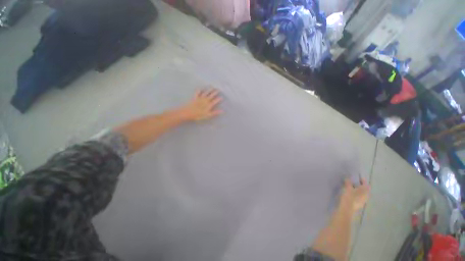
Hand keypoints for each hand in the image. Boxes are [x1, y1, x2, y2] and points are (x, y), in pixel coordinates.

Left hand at [181, 89, 222, 120]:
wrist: (188, 113)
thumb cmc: (198, 115)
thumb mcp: (208, 115)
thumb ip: (215, 112)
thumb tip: (222, 111)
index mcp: (209, 105)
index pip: (215, 101)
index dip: (218, 99)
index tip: (222, 97)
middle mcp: (205, 100)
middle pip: (211, 95)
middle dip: (215, 92)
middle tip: (218, 89)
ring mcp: (200, 98)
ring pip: (206, 93)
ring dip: (209, 90)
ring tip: (212, 87)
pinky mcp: (195, 98)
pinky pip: (197, 93)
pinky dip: (199, 90)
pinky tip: (200, 88)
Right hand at [340, 178, 369, 212]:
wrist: (346, 209)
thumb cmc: (349, 197)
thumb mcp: (347, 188)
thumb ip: (348, 182)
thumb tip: (348, 178)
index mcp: (365, 191)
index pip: (366, 184)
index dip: (362, 180)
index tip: (358, 177)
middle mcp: (366, 195)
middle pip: (365, 189)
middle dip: (361, 185)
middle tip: (355, 182)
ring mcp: (363, 201)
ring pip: (362, 193)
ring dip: (359, 190)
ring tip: (352, 187)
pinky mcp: (359, 204)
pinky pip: (360, 197)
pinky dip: (357, 194)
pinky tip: (352, 194)